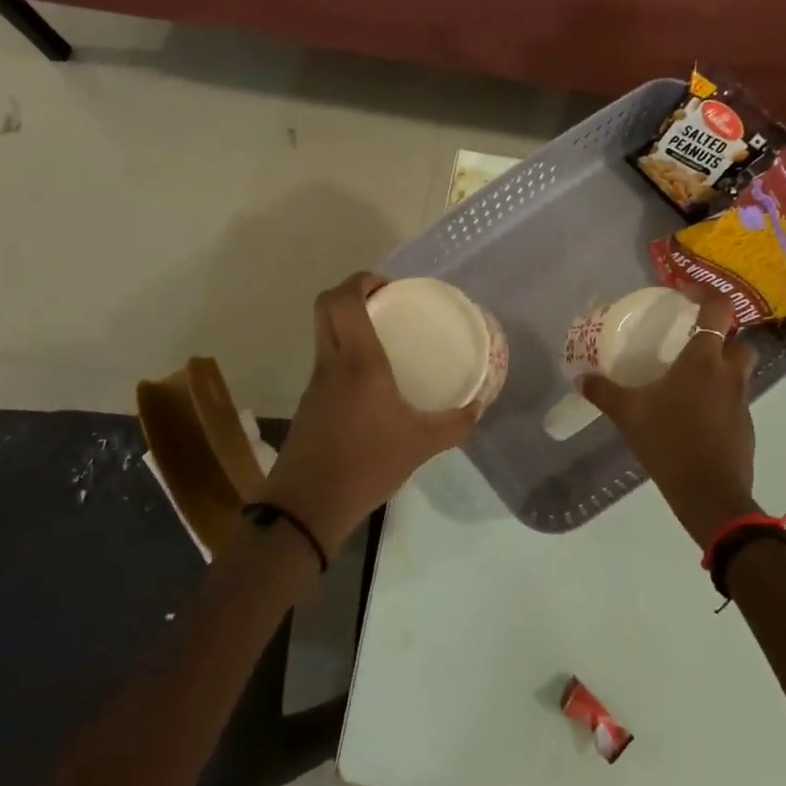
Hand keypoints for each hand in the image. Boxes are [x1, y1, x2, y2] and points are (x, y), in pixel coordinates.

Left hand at [260, 273, 480, 558]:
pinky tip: (373, 382)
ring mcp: (315, 383)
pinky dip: (347, 355)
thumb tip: (477, 407)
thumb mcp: (421, 445)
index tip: (390, 287)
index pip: (343, 300)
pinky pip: (327, 361)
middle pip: (326, 307)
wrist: (308, 505)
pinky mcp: (310, 403)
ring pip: (325, 333)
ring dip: (348, 324)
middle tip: (388, 304)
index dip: (362, 280)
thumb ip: (454, 424)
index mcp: (358, 362)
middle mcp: (331, 363)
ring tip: (385, 338)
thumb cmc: (367, 464)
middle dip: (353, 294)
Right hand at [580, 291, 758, 547]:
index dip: (705, 293)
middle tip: (691, 342)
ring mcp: (741, 400)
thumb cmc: (669, 443)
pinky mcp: (745, 425)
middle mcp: (728, 373)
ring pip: (739, 370)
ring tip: (689, 379)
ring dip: (721, 367)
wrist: (709, 494)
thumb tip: (581, 378)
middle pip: (737, 340)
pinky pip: (735, 399)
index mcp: (703, 360)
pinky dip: (719, 397)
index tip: (685, 294)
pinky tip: (694, 415)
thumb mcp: (628, 415)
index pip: (718, 309)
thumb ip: (604, 393)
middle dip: (720, 335)